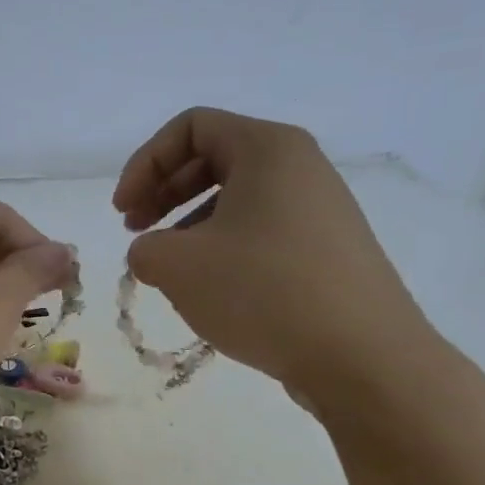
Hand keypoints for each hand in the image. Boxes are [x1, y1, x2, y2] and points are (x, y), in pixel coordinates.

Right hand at [112, 108, 445, 406]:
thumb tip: (153, 253)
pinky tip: (212, 289)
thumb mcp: (178, 266)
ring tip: (170, 268)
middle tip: (136, 233)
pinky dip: (224, 248)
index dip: (144, 164)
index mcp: (268, 148)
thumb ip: (144, 248)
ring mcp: (320, 209)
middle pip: (214, 158)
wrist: (362, 357)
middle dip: (163, 192)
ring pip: (237, 199)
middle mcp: (300, 167)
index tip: (123, 212)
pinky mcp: (329, 250)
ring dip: (189, 224)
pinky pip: (262, 231)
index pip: (191, 127)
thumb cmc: (263, 291)